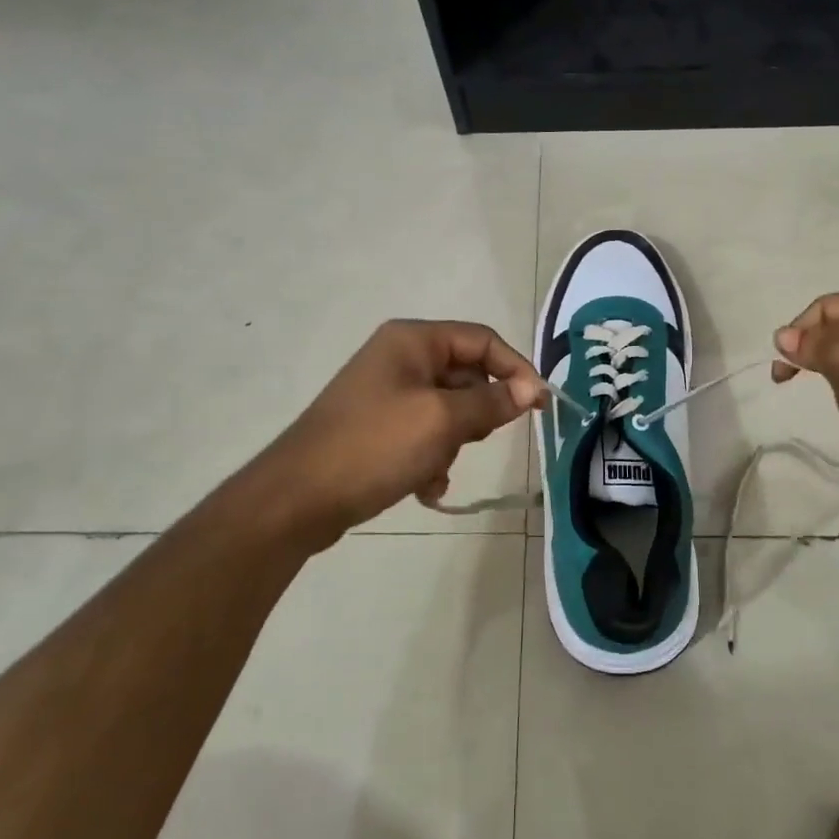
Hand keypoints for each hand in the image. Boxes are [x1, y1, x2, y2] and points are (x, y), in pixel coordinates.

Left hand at [262, 320, 546, 541]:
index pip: (483, 341)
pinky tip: (424, 485)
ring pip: (449, 410)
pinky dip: (432, 457)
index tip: (540, 405)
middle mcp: (400, 358)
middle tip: (477, 440)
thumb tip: (531, 389)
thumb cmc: (374, 446)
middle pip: (467, 376)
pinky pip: (425, 433)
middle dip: (477, 414)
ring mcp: (387, 393)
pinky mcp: (379, 427)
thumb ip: (491, 401)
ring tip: (436, 468)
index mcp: (413, 340)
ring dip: (454, 442)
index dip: (516, 369)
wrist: (297, 498)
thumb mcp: (441, 421)